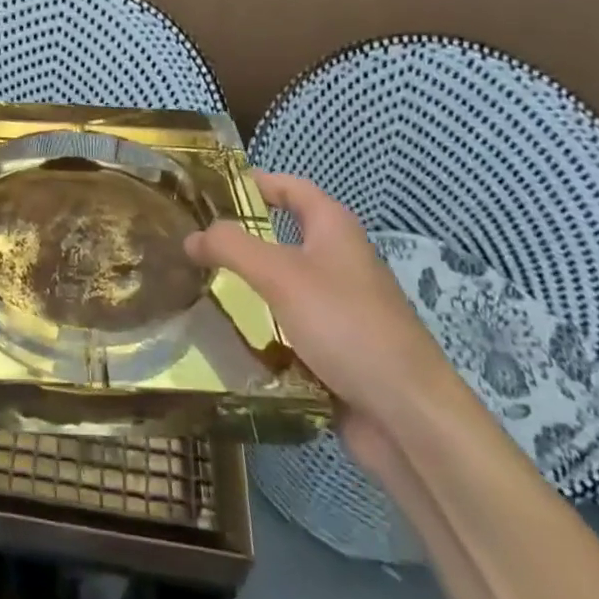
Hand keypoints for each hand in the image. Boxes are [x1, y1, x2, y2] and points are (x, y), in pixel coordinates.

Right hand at [184, 170, 455, 473]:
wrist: (408, 416)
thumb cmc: (346, 325)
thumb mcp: (281, 275)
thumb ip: (232, 247)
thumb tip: (191, 236)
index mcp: (334, 228)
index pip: (289, 187)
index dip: (252, 182)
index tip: (207, 191)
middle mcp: (339, 260)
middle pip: (281, 236)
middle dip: (238, 239)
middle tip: (190, 243)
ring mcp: (339, 306)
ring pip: (281, 285)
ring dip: (245, 286)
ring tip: (196, 286)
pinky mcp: (335, 348)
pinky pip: (287, 326)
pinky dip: (260, 327)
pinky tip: (225, 336)